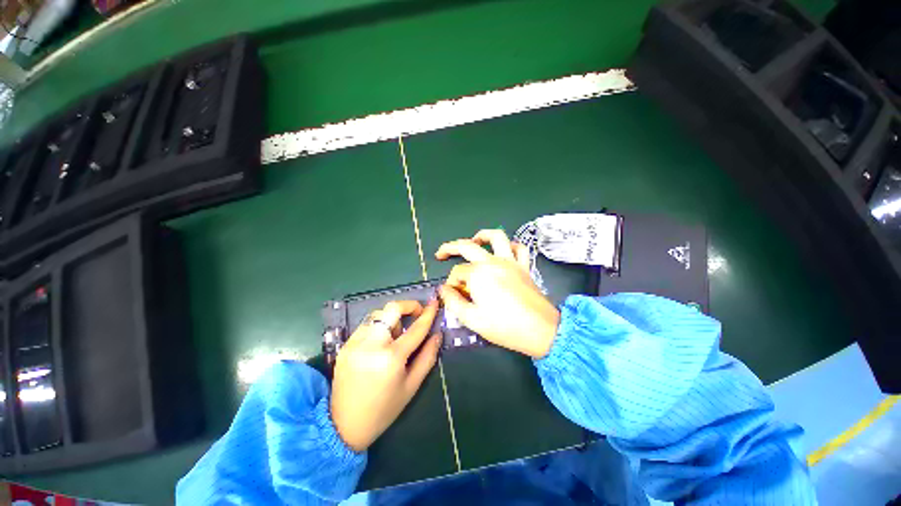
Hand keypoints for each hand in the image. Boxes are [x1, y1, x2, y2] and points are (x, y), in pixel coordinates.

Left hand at [330, 299, 441, 452]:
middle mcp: (372, 345)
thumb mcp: (412, 386)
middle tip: (415, 314)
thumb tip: (437, 334)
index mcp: (392, 358)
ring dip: (392, 318)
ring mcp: (355, 342)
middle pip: (392, 309)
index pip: (415, 328)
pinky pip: (366, 324)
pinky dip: (378, 326)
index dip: (428, 314)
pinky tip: (381, 341)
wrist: (343, 425)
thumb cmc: (384, 409)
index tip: (434, 303)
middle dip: (408, 306)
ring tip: (396, 335)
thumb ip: (427, 357)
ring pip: (378, 314)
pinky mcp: (345, 344)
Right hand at [436, 229, 559, 357]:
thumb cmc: (504, 326)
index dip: (450, 284)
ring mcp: (510, 261)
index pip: (456, 273)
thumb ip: (453, 302)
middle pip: (467, 247)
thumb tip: (443, 290)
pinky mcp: (524, 266)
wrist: (540, 330)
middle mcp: (492, 262)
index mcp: (478, 274)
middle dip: (450, 248)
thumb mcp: (471, 319)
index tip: (451, 295)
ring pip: (496, 237)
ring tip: (473, 240)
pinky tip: (504, 251)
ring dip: (482, 235)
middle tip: (441, 254)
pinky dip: (510, 245)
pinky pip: (519, 248)